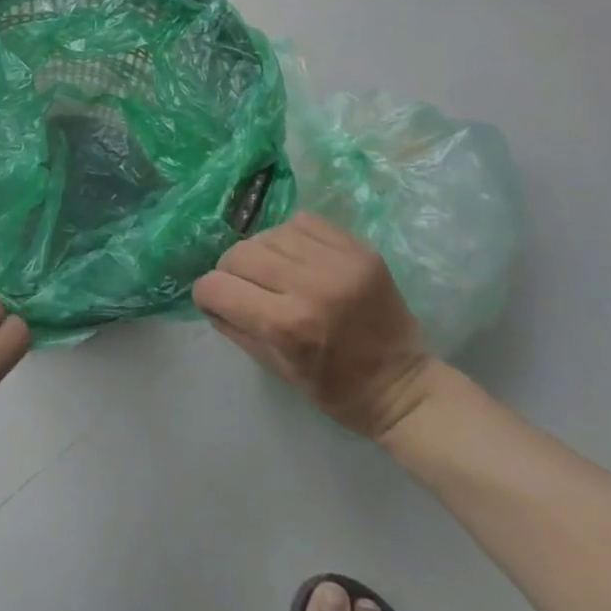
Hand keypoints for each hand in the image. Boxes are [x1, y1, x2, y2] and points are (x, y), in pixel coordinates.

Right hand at [192, 213, 437, 441]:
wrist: (403, 385)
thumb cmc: (336, 390)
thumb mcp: (277, 369)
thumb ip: (237, 328)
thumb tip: (210, 296)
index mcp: (287, 325)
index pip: (217, 287)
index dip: (208, 294)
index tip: (216, 301)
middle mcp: (309, 285)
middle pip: (240, 254)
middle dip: (230, 271)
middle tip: (244, 287)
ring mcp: (336, 261)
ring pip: (268, 233)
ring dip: (262, 252)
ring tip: (275, 271)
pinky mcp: (357, 248)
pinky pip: (303, 221)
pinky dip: (291, 236)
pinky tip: (298, 256)